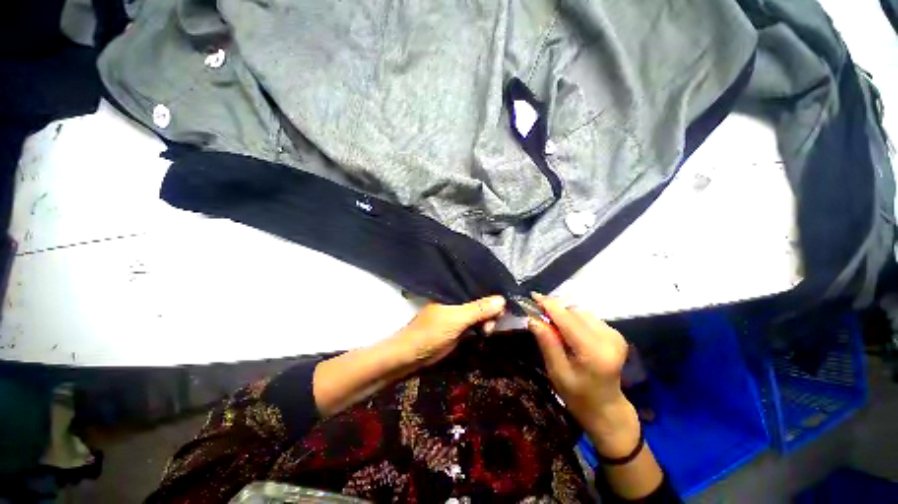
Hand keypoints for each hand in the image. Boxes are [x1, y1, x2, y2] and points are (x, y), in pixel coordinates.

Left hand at [391, 296, 505, 367]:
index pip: (477, 287)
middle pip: (481, 301)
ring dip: (488, 320)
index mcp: (454, 293)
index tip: (504, 304)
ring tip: (488, 331)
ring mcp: (459, 315)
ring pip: (480, 313)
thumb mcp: (457, 319)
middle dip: (491, 310)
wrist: (413, 355)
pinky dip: (483, 327)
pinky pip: (476, 324)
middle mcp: (458, 301)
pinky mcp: (460, 328)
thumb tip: (502, 299)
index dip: (491, 294)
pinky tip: (488, 332)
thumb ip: (478, 309)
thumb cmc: (431, 332)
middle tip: (493, 323)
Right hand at [527, 293, 639, 457]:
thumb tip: (533, 318)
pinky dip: (574, 319)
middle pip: (574, 312)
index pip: (567, 319)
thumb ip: (547, 343)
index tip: (533, 296)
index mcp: (594, 352)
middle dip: (555, 310)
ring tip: (552, 325)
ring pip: (581, 312)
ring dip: (564, 314)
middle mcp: (608, 338)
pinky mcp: (615, 334)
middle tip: (538, 315)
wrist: (606, 408)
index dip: (549, 305)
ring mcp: (615, 335)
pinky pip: (588, 317)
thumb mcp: (557, 372)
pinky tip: (567, 330)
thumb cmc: (578, 396)